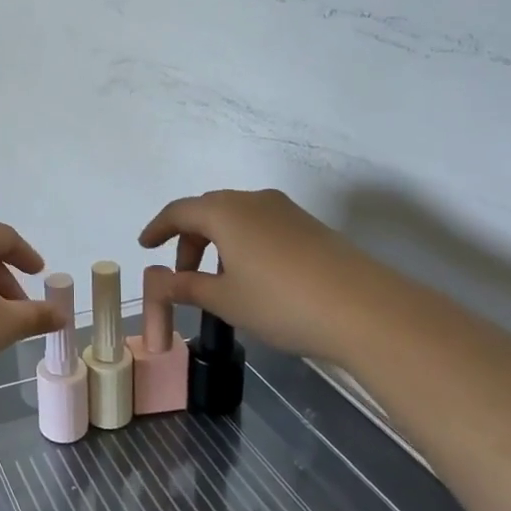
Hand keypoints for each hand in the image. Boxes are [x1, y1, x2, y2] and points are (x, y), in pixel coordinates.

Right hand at [139, 188, 369, 361]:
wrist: (365, 309)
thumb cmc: (280, 302)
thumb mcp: (224, 299)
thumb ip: (185, 286)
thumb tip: (157, 281)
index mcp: (224, 212)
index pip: (178, 212)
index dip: (158, 229)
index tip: (145, 246)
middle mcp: (252, 200)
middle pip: (208, 212)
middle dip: (189, 240)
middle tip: (182, 274)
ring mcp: (285, 210)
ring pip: (237, 218)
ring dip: (218, 243)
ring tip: (218, 281)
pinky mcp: (310, 226)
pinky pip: (262, 226)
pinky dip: (244, 245)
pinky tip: (253, 277)